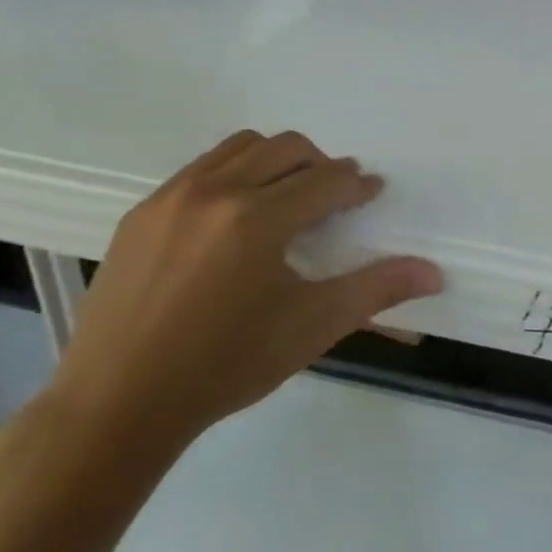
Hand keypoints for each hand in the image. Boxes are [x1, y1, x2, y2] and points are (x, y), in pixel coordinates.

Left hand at [49, 131, 441, 452]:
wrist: (117, 404)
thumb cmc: (225, 367)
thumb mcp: (310, 328)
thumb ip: (375, 291)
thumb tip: (434, 273)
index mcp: (257, 218)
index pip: (326, 181)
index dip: (357, 184)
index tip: (371, 193)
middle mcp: (215, 191)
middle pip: (286, 147)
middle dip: (321, 163)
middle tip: (333, 195)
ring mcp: (171, 197)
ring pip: (240, 147)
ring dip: (275, 160)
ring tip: (285, 196)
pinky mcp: (141, 212)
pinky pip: (199, 168)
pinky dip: (231, 174)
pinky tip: (232, 218)